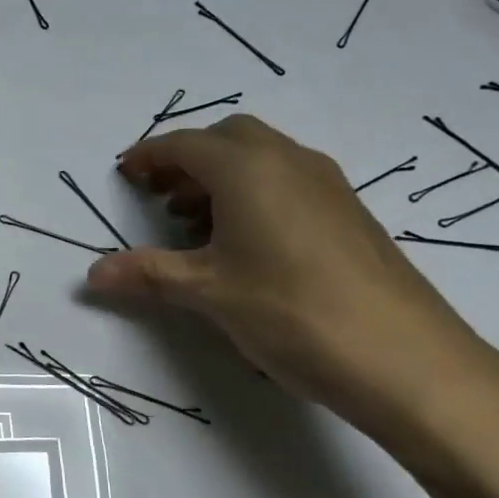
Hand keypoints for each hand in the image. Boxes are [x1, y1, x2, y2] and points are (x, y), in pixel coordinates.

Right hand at [85, 115, 495, 439]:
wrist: (407, 360)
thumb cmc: (291, 312)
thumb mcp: (208, 292)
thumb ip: (147, 274)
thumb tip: (92, 275)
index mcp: (248, 168)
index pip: (185, 144)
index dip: (148, 155)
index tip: (124, 174)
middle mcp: (289, 161)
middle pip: (227, 137)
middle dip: (187, 159)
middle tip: (160, 197)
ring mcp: (327, 184)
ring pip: (261, 157)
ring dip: (221, 176)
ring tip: (195, 225)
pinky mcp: (350, 212)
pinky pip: (288, 180)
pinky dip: (254, 193)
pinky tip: (246, 244)